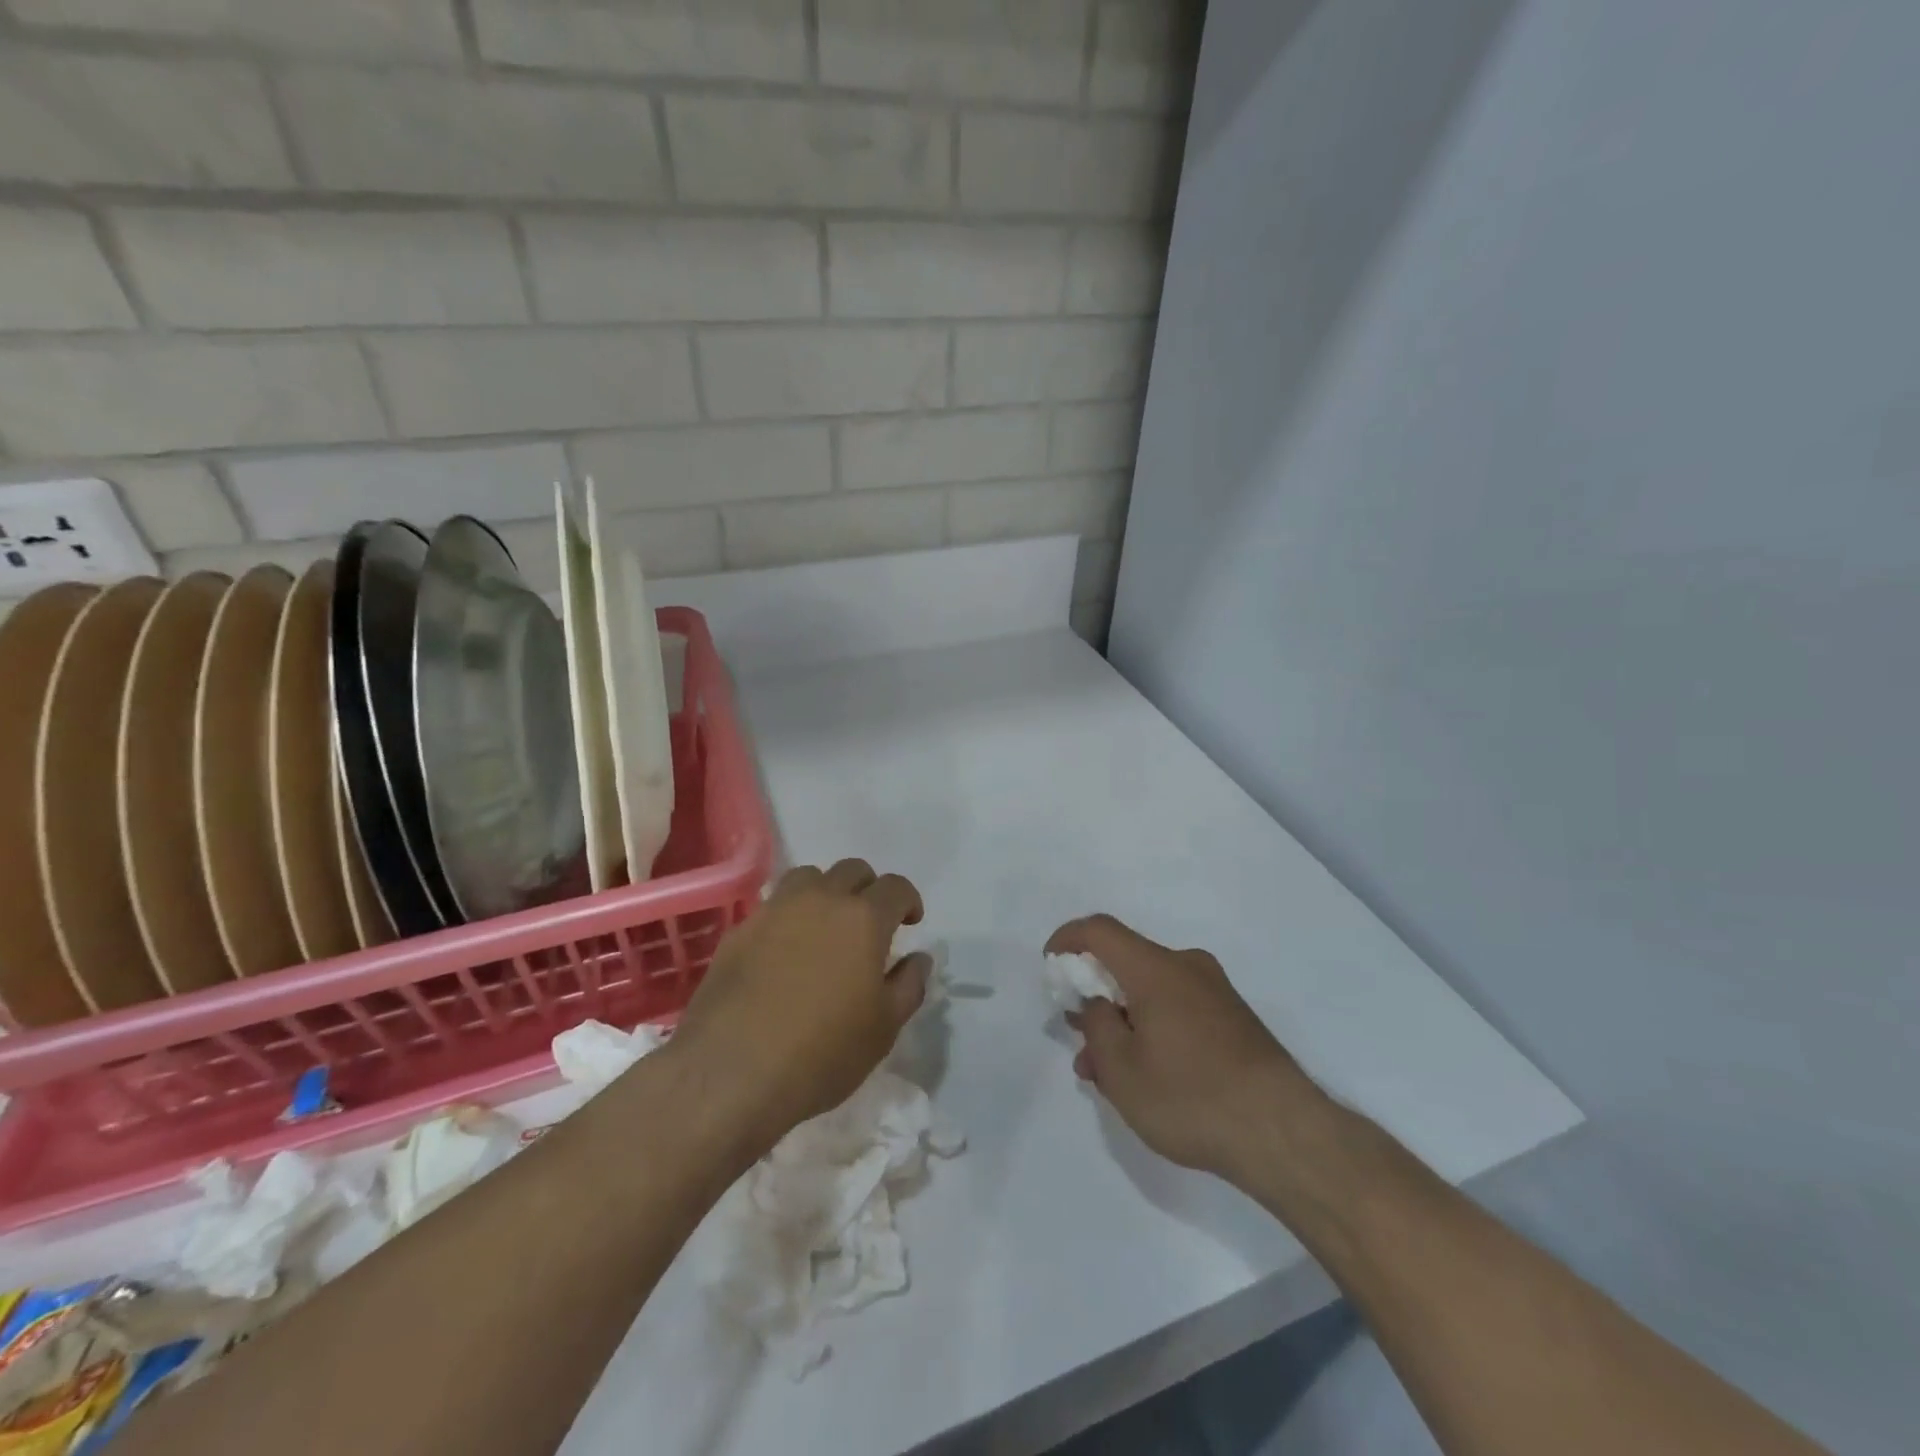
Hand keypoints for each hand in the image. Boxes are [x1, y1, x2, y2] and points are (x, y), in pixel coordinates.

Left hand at [670, 859, 930, 1156]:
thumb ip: (909, 985)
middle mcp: (820, 900)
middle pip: (852, 870)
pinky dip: (788, 917)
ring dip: (825, 892)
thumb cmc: (823, 1052)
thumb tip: (919, 958)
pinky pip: (773, 907)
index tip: (910, 923)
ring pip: (808, 878)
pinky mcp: (739, 930)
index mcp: (863, 918)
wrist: (731, 1072)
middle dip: (868, 889)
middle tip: (870, 924)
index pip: (895, 887)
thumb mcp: (884, 1028)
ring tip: (825, 926)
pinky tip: (785, 951)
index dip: (908, 901)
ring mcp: (775, 910)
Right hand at [1047, 915, 1324, 1181]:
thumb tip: (1096, 1004)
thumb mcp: (1122, 1070)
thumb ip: (1096, 1026)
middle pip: (1125, 961)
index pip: (1100, 930)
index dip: (1067, 940)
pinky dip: (1150, 1027)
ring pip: (1150, 990)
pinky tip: (1144, 1073)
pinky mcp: (1233, 1018)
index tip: (1049, 968)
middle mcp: (1187, 967)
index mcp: (1156, 968)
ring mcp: (1214, 992)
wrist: (1285, 1133)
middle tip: (1075, 1034)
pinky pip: (1176, 1006)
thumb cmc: (1192, 1097)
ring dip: (1121, 1019)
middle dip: (1093, 993)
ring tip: (1103, 1070)